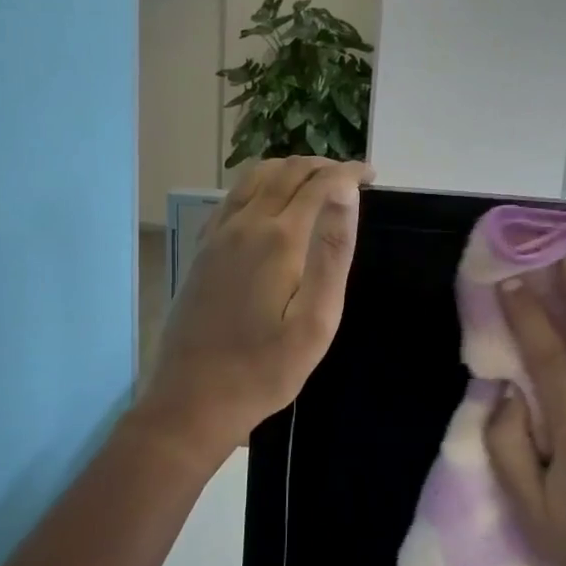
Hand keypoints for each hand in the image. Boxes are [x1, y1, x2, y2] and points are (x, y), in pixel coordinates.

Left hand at [138, 157, 372, 469]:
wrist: (193, 399)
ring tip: (316, 183)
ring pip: (255, 178)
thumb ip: (332, 252)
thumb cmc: (265, 369)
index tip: (373, 176)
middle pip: (286, 172)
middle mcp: (245, 224)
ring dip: (290, 170)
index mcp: (279, 239)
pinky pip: (232, 198)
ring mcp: (217, 235)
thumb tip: (345, 193)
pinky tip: (270, 204)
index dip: (349, 173)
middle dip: (322, 166)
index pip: (320, 183)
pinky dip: (259, 185)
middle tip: (351, 179)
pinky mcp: (203, 250)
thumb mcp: (316, 321)